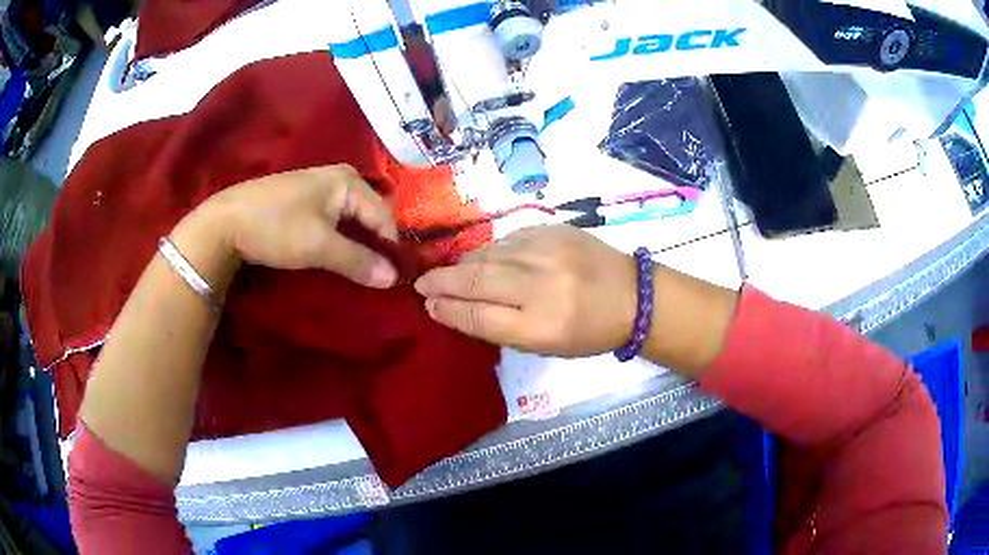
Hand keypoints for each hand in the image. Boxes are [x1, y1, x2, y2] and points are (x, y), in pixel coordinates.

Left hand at [204, 165, 398, 287]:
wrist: (225, 222)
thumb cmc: (277, 228)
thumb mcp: (320, 246)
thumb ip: (358, 261)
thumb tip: (394, 278)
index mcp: (348, 181)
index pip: (384, 216)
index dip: (389, 248)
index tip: (390, 279)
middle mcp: (339, 177)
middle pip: (369, 215)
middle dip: (373, 244)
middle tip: (373, 274)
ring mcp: (319, 186)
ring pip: (351, 218)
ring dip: (355, 243)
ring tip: (355, 268)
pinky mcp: (303, 199)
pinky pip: (334, 218)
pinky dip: (339, 237)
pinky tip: (333, 253)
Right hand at [414, 225, 636, 356]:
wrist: (633, 295)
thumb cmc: (589, 331)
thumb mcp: (545, 345)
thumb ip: (499, 327)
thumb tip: (455, 307)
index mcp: (542, 326)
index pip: (479, 316)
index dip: (448, 310)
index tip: (427, 306)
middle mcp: (542, 285)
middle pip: (476, 279)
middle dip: (441, 281)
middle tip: (421, 284)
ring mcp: (548, 251)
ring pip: (487, 254)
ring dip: (463, 264)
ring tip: (448, 273)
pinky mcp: (553, 229)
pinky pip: (507, 239)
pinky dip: (490, 251)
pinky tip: (484, 259)